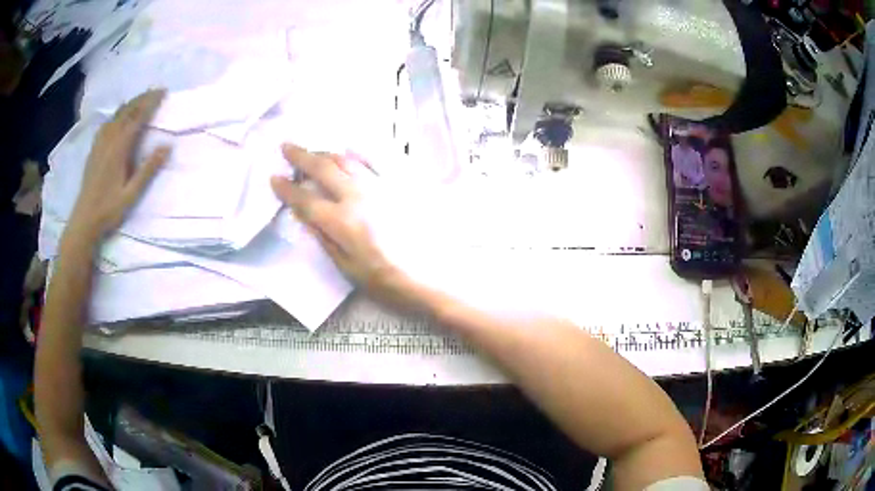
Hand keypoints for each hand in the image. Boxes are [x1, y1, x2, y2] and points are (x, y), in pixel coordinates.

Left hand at [67, 88, 169, 240]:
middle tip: (155, 91)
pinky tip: (118, 116)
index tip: (163, 92)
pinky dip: (117, 114)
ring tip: (140, 99)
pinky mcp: (94, 150)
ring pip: (116, 116)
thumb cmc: (109, 210)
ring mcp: (99, 144)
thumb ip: (148, 170)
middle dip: (142, 99)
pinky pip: (107, 124)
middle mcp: (109, 140)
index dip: (150, 103)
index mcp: (119, 149)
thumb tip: (167, 146)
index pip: (137, 118)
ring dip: (130, 104)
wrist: (84, 221)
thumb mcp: (131, 194)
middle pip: (126, 112)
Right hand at [271, 144, 427, 309]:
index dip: (286, 189)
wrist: (432, 276)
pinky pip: (375, 161)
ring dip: (326, 153)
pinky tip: (351, 150)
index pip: (305, 199)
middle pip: (323, 168)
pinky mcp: (398, 185)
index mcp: (341, 221)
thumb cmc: (385, 280)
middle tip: (287, 146)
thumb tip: (305, 215)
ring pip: (347, 160)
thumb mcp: (347, 267)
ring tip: (314, 151)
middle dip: (301, 156)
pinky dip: (358, 154)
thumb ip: (324, 237)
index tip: (274, 178)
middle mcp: (358, 196)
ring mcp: (380, 186)